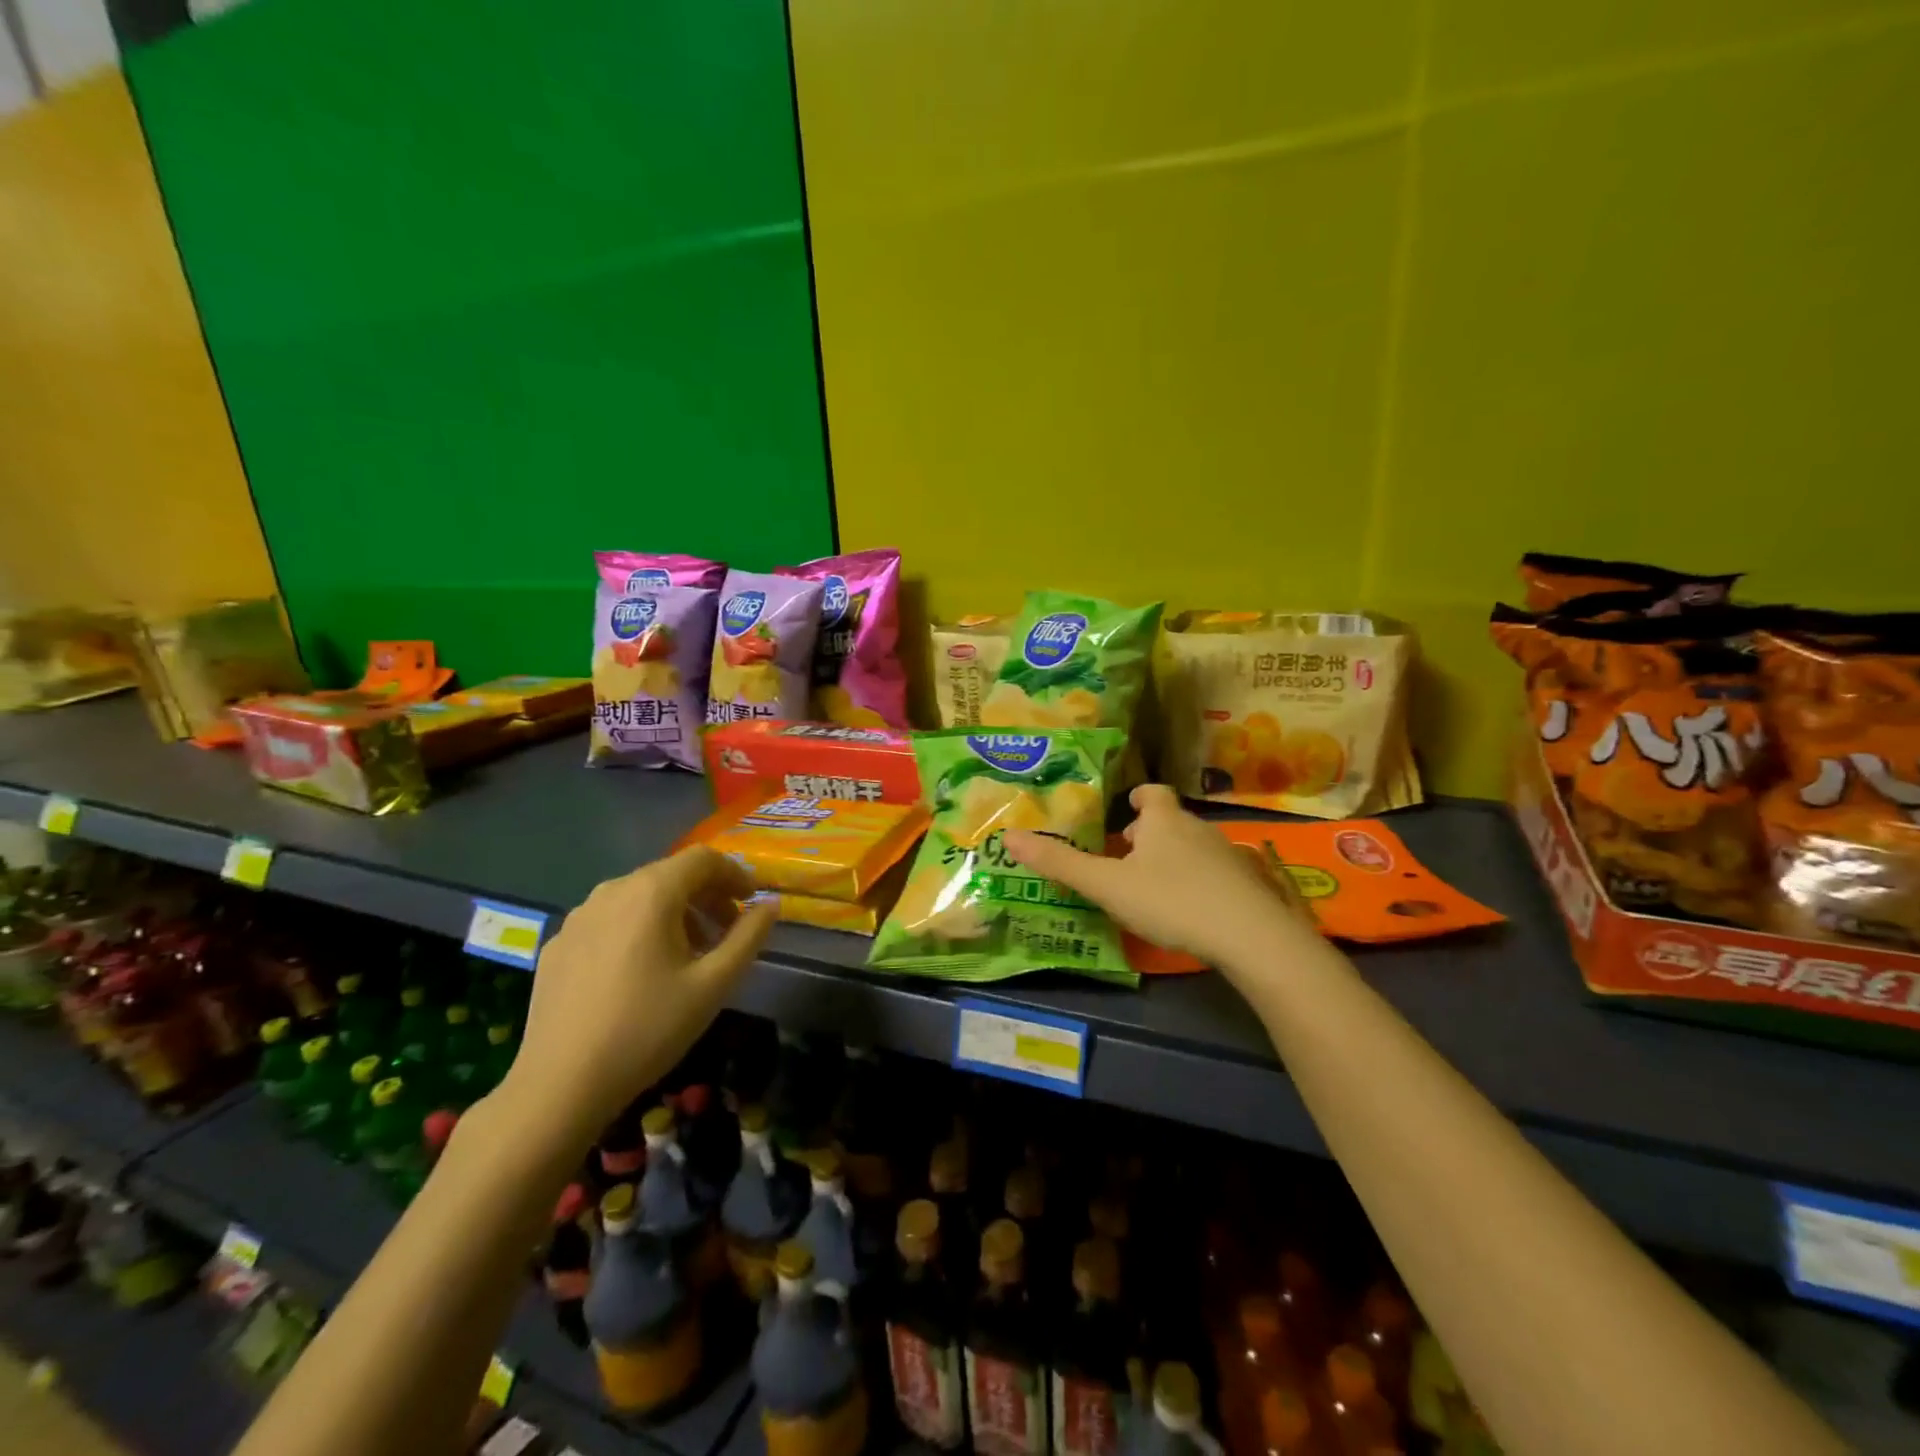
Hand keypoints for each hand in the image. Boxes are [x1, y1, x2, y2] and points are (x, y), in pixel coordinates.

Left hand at [495, 848, 775, 1144]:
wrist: (559, 1085)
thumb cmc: (647, 1029)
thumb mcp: (714, 984)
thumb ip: (748, 937)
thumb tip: (771, 905)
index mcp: (651, 893)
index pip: (703, 858)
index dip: (734, 873)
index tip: (751, 901)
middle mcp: (611, 891)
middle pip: (669, 874)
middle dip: (705, 895)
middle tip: (727, 930)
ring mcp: (577, 917)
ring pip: (637, 897)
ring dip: (672, 912)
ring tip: (688, 953)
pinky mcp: (556, 945)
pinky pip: (608, 921)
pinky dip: (636, 929)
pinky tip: (639, 971)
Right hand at [1002, 784, 1307, 976]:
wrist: (1251, 936)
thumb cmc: (1171, 900)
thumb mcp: (1107, 885)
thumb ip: (1060, 863)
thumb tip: (1009, 837)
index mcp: (1164, 820)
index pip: (1152, 793)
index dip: (1138, 798)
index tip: (1126, 810)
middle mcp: (1198, 828)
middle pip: (1171, 821)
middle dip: (1149, 834)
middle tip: (1125, 857)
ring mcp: (1228, 855)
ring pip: (1193, 848)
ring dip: (1173, 860)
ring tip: (1152, 888)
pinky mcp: (1248, 885)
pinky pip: (1215, 875)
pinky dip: (1198, 883)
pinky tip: (1189, 911)